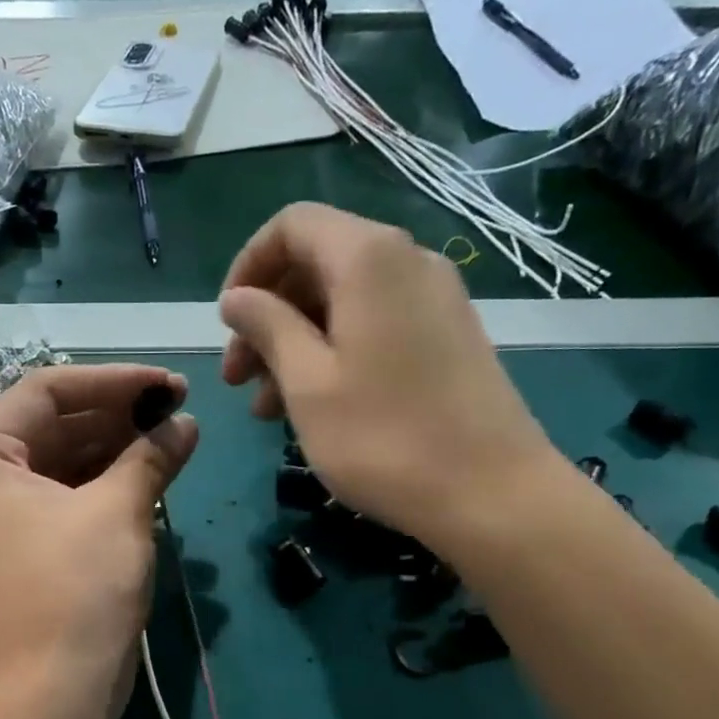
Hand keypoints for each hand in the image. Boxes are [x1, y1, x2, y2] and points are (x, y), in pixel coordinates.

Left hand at [0, 364, 197, 693]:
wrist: (57, 690)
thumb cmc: (78, 588)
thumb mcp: (118, 509)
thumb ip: (151, 454)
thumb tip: (185, 423)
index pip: (45, 391)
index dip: (112, 381)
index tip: (168, 383)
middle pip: (54, 424)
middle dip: (118, 414)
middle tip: (178, 408)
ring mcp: (3, 515)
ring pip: (65, 460)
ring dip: (118, 446)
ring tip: (174, 436)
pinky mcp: (29, 545)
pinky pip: (69, 495)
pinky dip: (108, 482)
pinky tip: (153, 471)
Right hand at [218, 202, 564, 553]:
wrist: (492, 493)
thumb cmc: (383, 437)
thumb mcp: (306, 382)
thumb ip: (266, 327)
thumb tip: (237, 297)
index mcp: (368, 259)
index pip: (292, 225)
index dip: (248, 266)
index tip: (226, 323)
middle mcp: (407, 262)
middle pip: (316, 263)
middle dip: (267, 315)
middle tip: (238, 378)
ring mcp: (434, 299)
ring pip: (342, 300)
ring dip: (294, 343)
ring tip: (267, 408)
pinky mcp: (447, 336)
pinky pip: (373, 324)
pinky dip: (332, 353)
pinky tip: (312, 406)